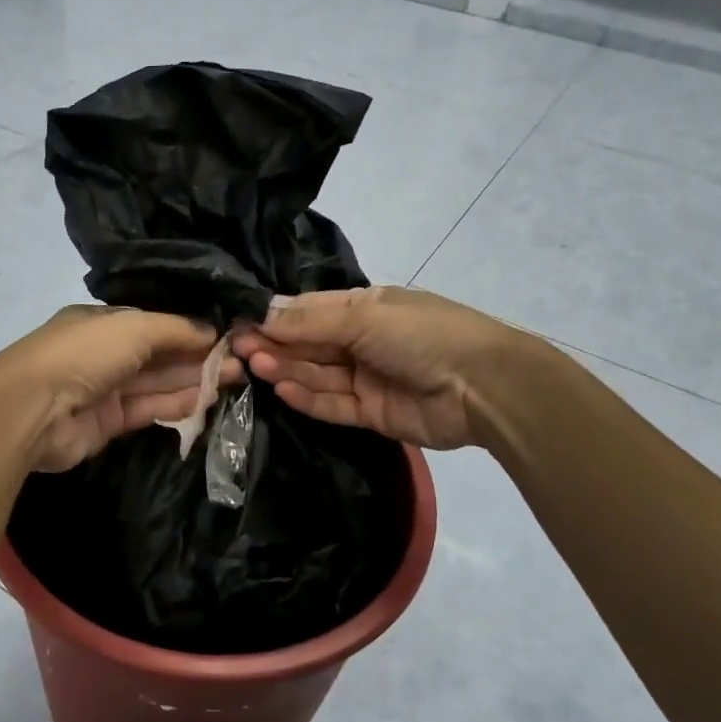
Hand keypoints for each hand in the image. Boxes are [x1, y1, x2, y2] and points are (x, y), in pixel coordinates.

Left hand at [0, 307, 243, 472]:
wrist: (32, 408)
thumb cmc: (83, 353)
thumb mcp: (134, 327)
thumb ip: (175, 329)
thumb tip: (211, 331)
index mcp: (104, 322)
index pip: (155, 324)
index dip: (190, 329)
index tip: (226, 337)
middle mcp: (105, 353)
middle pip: (159, 354)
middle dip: (198, 357)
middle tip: (240, 363)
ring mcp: (105, 389)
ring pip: (157, 383)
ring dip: (193, 381)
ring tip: (234, 380)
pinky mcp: (107, 423)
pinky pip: (148, 410)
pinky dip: (176, 405)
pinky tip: (207, 401)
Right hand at [231, 286, 532, 450]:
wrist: (483, 386)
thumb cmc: (421, 334)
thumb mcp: (364, 317)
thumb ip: (310, 323)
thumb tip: (261, 315)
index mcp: (364, 308)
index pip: (309, 311)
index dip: (275, 317)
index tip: (240, 323)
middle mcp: (361, 341)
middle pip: (309, 344)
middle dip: (275, 345)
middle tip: (237, 349)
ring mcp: (366, 378)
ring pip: (317, 374)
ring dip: (286, 370)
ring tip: (254, 366)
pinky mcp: (371, 413)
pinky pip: (333, 405)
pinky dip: (308, 399)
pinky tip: (281, 390)